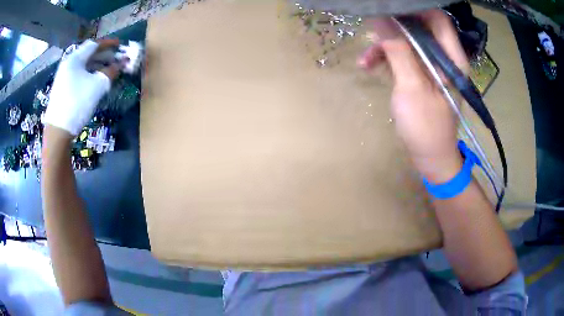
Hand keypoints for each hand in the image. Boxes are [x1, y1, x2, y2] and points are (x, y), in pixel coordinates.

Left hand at [44, 39, 121, 136]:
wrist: (57, 132)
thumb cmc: (77, 104)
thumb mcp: (97, 87)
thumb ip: (110, 72)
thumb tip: (121, 64)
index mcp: (75, 59)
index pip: (94, 44)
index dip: (108, 43)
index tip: (120, 45)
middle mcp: (68, 64)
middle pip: (88, 53)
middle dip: (103, 55)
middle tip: (116, 59)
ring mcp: (63, 76)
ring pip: (83, 65)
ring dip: (97, 65)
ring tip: (107, 71)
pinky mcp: (62, 87)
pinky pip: (78, 74)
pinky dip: (88, 74)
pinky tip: (94, 81)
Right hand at [358, 10, 468, 182]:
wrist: (430, 157)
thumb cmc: (426, 126)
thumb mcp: (412, 87)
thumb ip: (398, 50)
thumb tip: (380, 18)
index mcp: (451, 58)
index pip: (437, 19)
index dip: (414, 9)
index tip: (388, 8)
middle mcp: (444, 57)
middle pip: (419, 27)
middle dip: (393, 26)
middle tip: (372, 28)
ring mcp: (431, 66)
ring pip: (407, 41)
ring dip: (385, 45)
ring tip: (366, 59)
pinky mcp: (421, 74)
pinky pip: (403, 56)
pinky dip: (386, 59)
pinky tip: (369, 66)